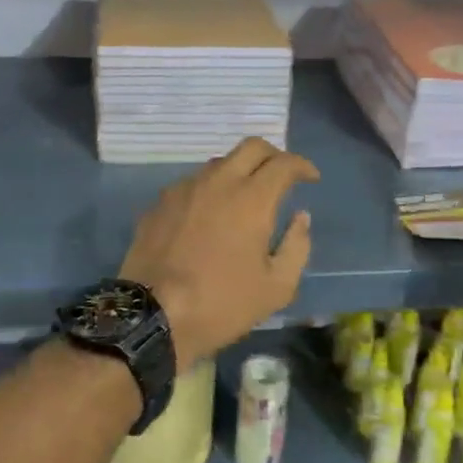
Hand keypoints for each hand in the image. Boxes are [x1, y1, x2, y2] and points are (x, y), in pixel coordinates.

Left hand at [119, 138, 318, 368]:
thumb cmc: (221, 303)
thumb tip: (300, 218)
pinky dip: (211, 189)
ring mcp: (185, 188)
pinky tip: (210, 214)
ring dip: (239, 171)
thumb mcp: (276, 287)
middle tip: (281, 176)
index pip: (284, 163)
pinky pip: (193, 183)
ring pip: (219, 162)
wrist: (152, 315)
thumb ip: (297, 247)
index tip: (310, 177)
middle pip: (251, 147)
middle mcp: (218, 181)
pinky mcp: (160, 202)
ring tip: (245, 197)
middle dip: (273, 155)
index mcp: (252, 198)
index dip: (302, 166)